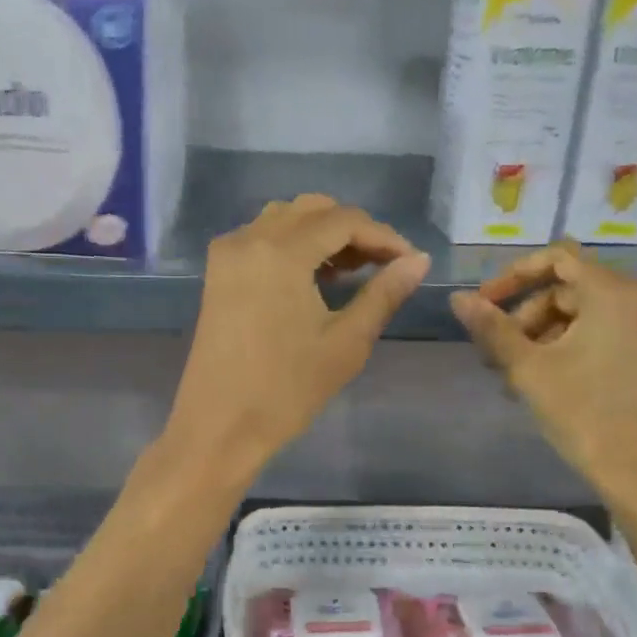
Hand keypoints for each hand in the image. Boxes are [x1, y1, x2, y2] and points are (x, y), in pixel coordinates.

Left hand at [166, 195, 430, 476]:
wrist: (219, 426)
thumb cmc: (287, 389)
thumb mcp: (346, 342)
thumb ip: (384, 293)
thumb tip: (419, 261)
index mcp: (280, 251)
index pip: (343, 220)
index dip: (384, 236)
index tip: (410, 262)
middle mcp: (249, 238)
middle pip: (312, 210)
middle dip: (353, 230)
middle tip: (382, 266)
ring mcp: (227, 253)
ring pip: (284, 219)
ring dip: (322, 233)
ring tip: (350, 271)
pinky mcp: (217, 272)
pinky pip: (261, 237)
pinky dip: (292, 244)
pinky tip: (314, 277)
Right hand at [451, 241, 636, 509]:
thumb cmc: (584, 413)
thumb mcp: (528, 368)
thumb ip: (491, 327)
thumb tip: (457, 297)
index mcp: (614, 292)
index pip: (556, 258)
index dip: (513, 276)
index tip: (483, 304)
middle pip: (567, 289)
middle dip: (524, 317)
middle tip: (494, 355)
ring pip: (583, 314)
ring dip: (541, 337)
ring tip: (512, 377)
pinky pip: (604, 332)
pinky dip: (570, 347)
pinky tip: (543, 382)